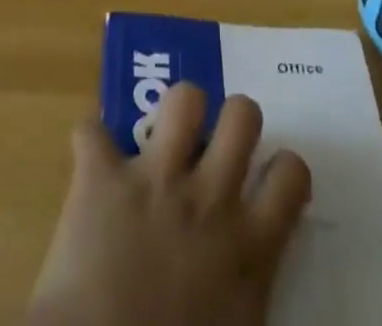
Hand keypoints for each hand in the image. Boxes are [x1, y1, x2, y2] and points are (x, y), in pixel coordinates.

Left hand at [27, 84, 311, 325]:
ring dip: (174, 111)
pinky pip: (92, 130)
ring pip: (183, 98)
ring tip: (164, 136)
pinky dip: (91, 140)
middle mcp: (209, 198)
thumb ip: (249, 284)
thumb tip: (250, 266)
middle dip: (231, 119)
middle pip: (242, 114)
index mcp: (248, 247)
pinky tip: (92, 159)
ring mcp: (155, 179)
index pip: (290, 173)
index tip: (264, 178)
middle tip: (215, 147)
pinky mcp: (102, 178)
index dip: (281, 167)